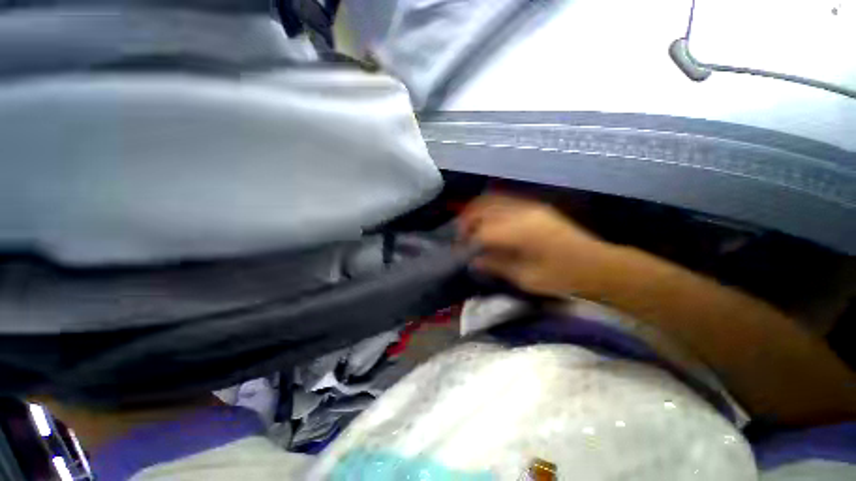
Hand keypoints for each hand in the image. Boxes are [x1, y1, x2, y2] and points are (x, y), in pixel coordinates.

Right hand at [459, 195, 614, 297]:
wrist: (597, 265)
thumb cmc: (561, 277)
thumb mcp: (525, 278)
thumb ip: (496, 265)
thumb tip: (473, 260)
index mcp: (520, 232)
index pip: (482, 231)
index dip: (467, 240)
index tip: (461, 251)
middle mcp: (522, 212)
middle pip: (483, 207)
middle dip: (467, 220)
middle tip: (462, 236)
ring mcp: (529, 206)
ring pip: (492, 199)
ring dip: (477, 211)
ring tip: (471, 227)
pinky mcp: (535, 206)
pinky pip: (504, 200)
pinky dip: (490, 208)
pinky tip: (488, 221)